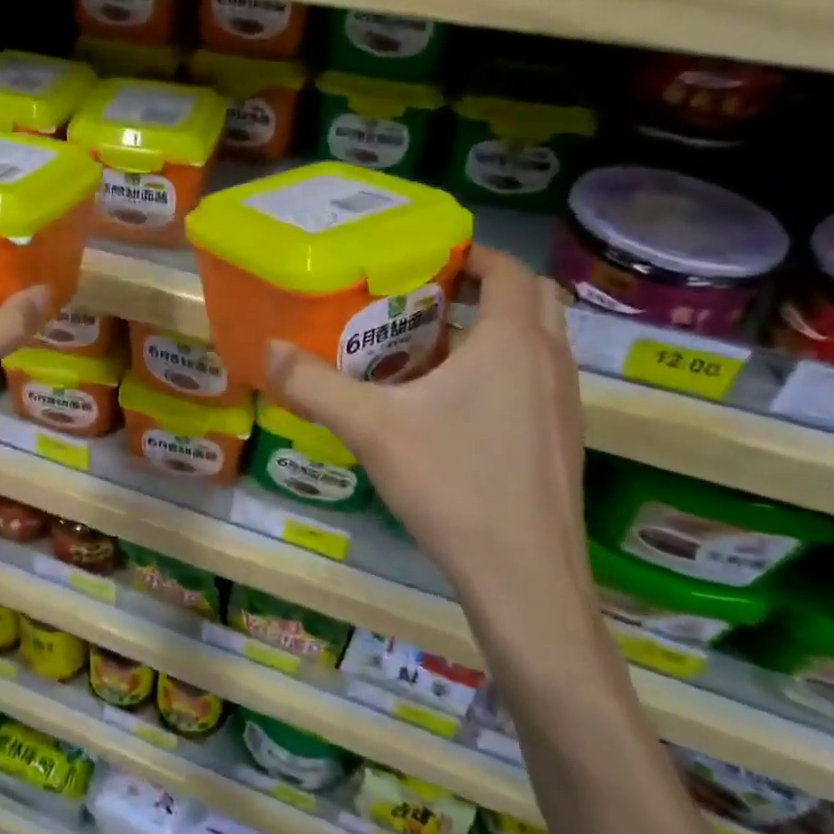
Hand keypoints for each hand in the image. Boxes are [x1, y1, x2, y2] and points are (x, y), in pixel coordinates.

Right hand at [262, 247, 588, 603]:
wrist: (525, 580)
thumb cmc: (453, 485)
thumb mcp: (370, 428)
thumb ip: (314, 385)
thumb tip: (268, 350)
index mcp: (513, 343)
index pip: (510, 269)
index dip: (472, 253)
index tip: (427, 257)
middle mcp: (551, 363)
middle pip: (532, 298)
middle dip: (486, 287)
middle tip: (429, 298)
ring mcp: (565, 405)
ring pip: (538, 342)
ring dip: (494, 330)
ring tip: (432, 348)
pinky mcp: (563, 441)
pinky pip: (536, 380)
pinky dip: (503, 370)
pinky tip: (452, 407)